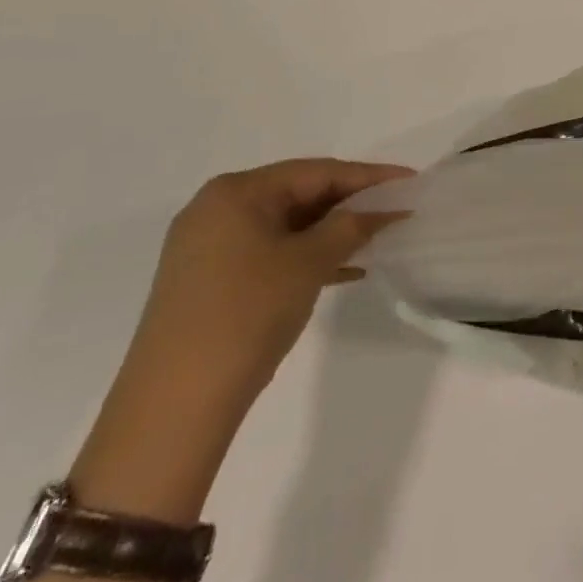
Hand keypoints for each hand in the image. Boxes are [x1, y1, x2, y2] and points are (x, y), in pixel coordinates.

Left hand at [125, 158, 412, 409]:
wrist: (172, 410)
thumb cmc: (245, 315)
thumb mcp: (308, 263)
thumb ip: (351, 227)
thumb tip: (384, 209)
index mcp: (236, 192)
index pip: (316, 171)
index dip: (368, 176)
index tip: (410, 180)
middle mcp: (216, 209)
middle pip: (299, 194)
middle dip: (349, 204)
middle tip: (395, 209)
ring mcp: (207, 247)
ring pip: (285, 226)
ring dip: (331, 233)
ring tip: (377, 239)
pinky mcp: (207, 282)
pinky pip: (269, 253)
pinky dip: (305, 257)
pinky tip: (344, 272)